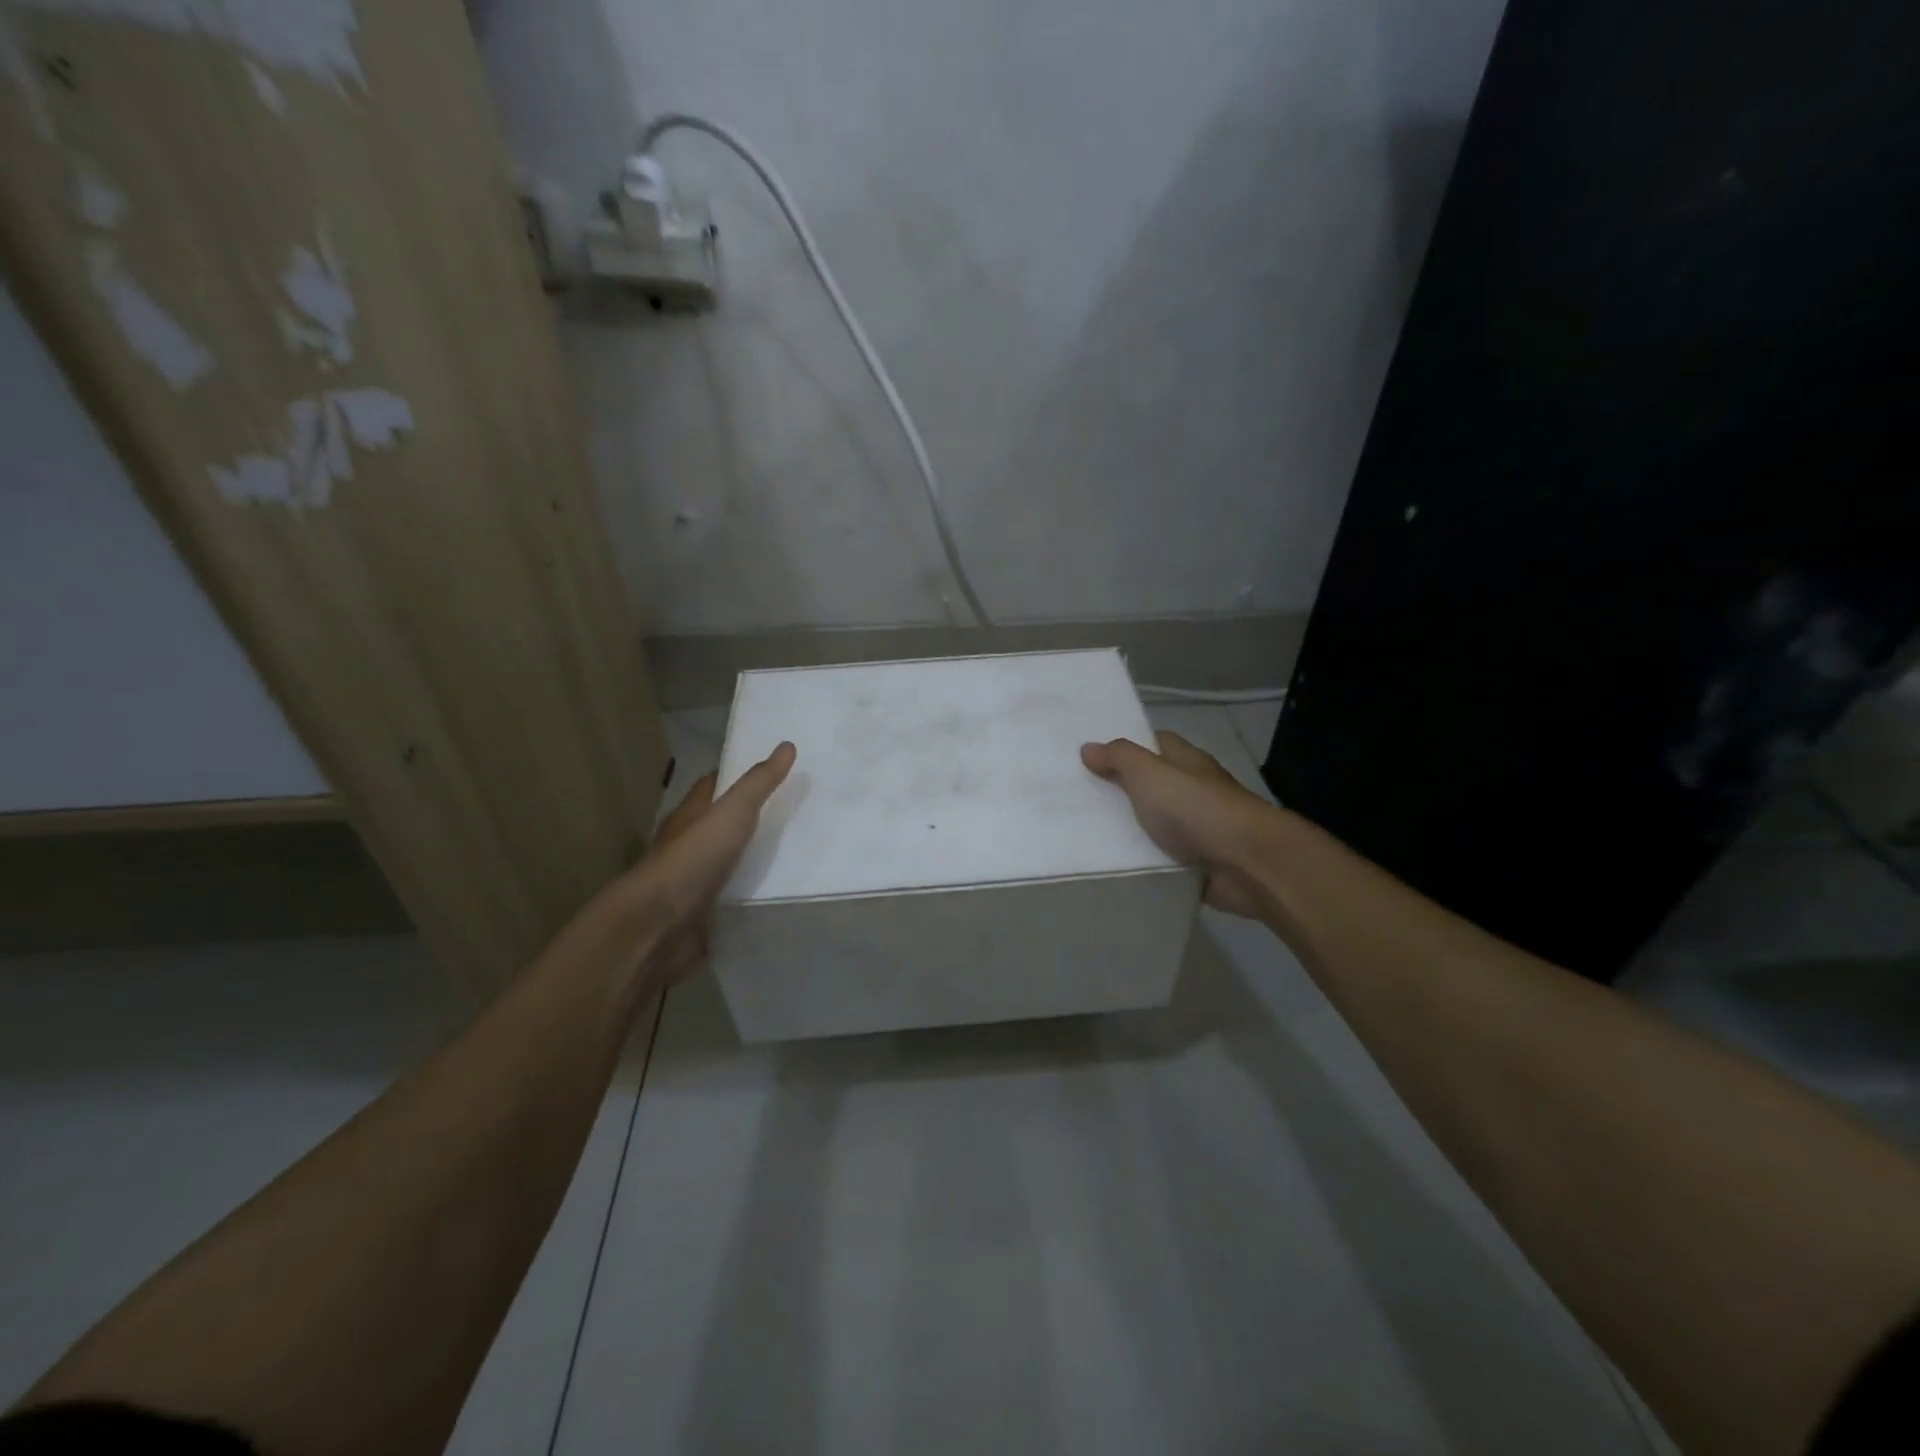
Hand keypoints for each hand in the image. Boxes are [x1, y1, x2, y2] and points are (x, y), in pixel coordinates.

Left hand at [630, 743, 796, 983]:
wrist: (660, 926)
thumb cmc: (694, 858)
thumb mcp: (732, 812)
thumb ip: (759, 783)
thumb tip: (787, 745)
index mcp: (690, 815)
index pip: (713, 786)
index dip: (739, 775)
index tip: (773, 770)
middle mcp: (689, 845)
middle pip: (722, 824)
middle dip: (752, 817)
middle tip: (794, 810)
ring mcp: (694, 882)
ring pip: (729, 861)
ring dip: (753, 857)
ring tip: (795, 850)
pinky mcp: (704, 914)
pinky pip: (733, 896)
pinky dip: (751, 892)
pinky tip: (777, 891)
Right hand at [1081, 731, 1270, 918]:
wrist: (1245, 863)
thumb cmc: (1195, 807)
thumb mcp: (1149, 772)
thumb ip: (1118, 758)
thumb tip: (1088, 748)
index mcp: (1186, 761)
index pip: (1154, 743)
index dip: (1124, 747)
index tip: (1090, 756)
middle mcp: (1193, 790)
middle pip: (1151, 785)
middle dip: (1119, 790)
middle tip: (1076, 797)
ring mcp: (1197, 828)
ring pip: (1155, 823)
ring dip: (1129, 829)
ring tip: (1082, 834)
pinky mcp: (1196, 862)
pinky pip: (1161, 857)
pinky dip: (1142, 860)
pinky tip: (1112, 864)